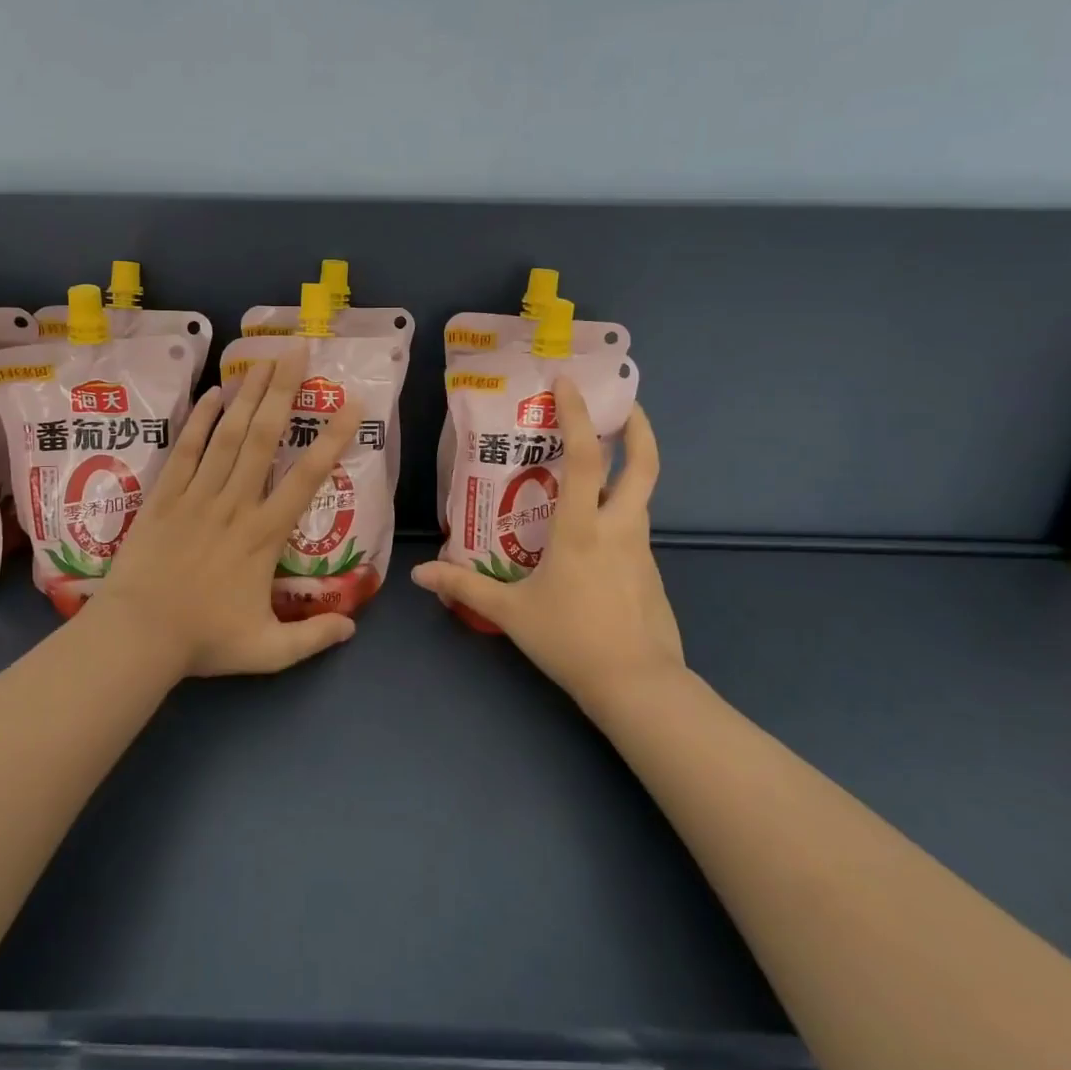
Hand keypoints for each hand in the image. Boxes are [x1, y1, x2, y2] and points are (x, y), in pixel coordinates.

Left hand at [88, 348, 362, 677]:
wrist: (136, 636)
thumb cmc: (203, 641)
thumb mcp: (267, 651)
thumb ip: (312, 639)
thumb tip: (353, 627)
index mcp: (264, 535)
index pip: (306, 478)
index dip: (331, 439)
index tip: (351, 403)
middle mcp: (234, 504)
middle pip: (264, 438)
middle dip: (284, 391)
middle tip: (299, 350)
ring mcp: (197, 496)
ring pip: (227, 435)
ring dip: (248, 395)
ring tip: (264, 358)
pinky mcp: (165, 497)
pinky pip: (185, 451)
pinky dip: (199, 421)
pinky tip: (212, 393)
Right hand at [410, 381, 684, 709]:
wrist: (638, 686)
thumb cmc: (571, 639)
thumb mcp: (511, 613)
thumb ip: (465, 586)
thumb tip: (420, 574)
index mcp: (583, 527)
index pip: (585, 456)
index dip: (578, 414)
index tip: (570, 383)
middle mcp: (619, 526)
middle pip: (644, 464)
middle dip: (638, 427)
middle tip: (623, 405)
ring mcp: (641, 548)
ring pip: (640, 496)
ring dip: (628, 469)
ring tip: (594, 467)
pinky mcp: (650, 571)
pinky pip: (634, 528)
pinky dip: (619, 511)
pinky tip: (594, 532)